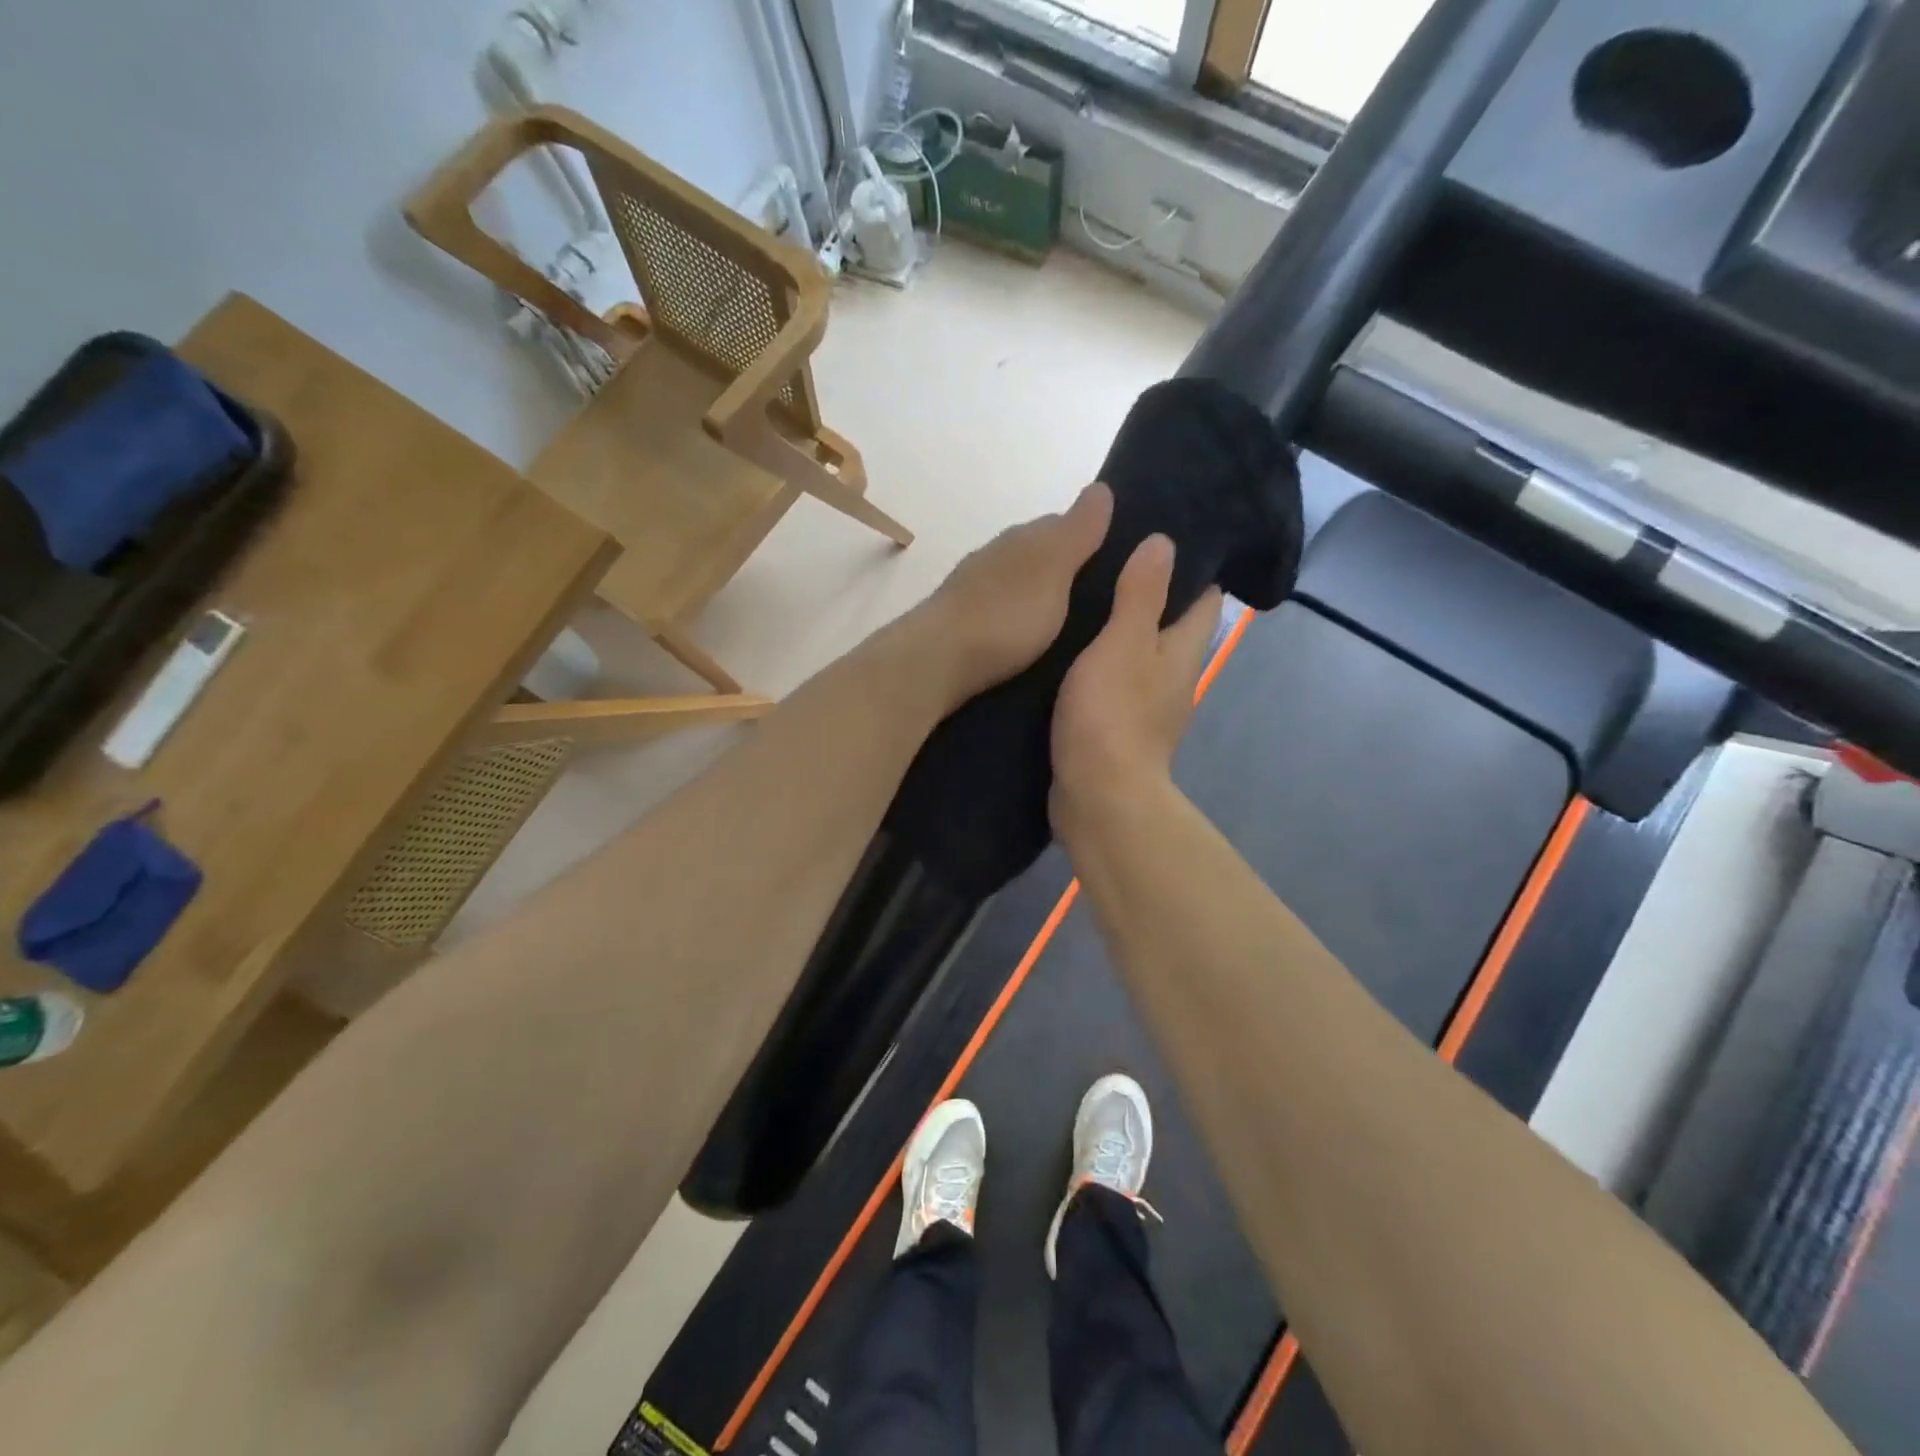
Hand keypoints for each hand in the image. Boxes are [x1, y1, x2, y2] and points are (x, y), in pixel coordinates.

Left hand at [912, 483, 1114, 705]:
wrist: (936, 661)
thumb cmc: (1004, 614)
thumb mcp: (1053, 568)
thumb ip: (1077, 532)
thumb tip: (1100, 487)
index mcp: (1021, 538)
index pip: (1061, 524)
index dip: (1089, 539)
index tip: (1116, 564)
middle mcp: (995, 557)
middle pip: (1038, 555)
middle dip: (1065, 571)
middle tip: (1099, 602)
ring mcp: (974, 591)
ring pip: (1018, 585)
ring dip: (1040, 598)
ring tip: (1069, 627)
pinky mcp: (962, 625)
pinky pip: (1001, 613)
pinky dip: (1018, 621)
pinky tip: (1029, 641)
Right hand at [1050, 533, 1220, 829]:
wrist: (1098, 797)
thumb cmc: (1113, 716)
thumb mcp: (1123, 644)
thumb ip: (1141, 595)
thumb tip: (1164, 542)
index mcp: (1183, 650)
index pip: (1204, 597)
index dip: (1189, 566)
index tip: (1155, 536)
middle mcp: (1173, 676)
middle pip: (1170, 624)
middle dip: (1147, 593)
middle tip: (1105, 559)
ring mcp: (1147, 706)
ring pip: (1138, 654)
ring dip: (1117, 629)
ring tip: (1080, 595)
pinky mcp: (1117, 728)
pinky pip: (1113, 682)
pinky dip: (1099, 663)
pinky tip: (1067, 649)